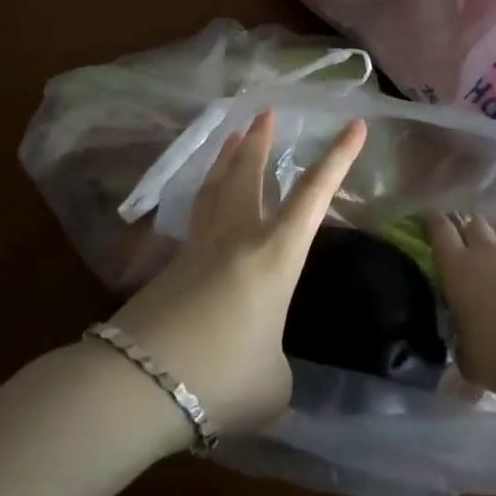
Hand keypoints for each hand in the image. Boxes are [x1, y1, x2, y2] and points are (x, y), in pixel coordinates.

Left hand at [110, 111, 366, 435]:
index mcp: (275, 255)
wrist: (140, 383)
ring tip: (231, 134)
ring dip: (226, 157)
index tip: (355, 123)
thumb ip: (277, 362)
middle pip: (249, 173)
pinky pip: (196, 217)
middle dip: (261, 140)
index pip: (314, 195)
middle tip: (266, 112)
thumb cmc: (222, 378)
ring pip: (215, 187)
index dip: (338, 158)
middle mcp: (237, 237)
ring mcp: (198, 248)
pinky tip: (204, 206)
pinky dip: (205, 196)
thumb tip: (263, 358)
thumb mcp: (272, 384)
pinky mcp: (169, 267)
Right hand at [430, 215, 495, 397]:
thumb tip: (462, 342)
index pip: (439, 228)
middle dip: (468, 229)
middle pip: (473, 221)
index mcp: (458, 268)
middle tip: (467, 245)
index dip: (433, 222)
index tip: (430, 223)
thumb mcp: (468, 357)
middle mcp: (485, 250)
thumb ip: (461, 341)